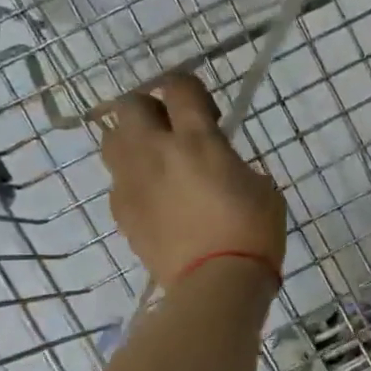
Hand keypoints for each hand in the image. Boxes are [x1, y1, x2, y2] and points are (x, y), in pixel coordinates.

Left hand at [101, 74, 286, 288]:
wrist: (217, 284)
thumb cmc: (252, 231)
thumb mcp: (259, 184)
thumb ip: (230, 161)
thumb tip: (216, 160)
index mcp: (197, 139)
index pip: (178, 86)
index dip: (189, 87)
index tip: (203, 108)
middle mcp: (155, 152)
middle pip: (129, 105)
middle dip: (149, 108)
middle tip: (172, 129)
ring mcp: (133, 182)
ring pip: (111, 139)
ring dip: (131, 140)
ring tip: (156, 160)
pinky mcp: (121, 212)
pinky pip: (118, 182)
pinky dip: (133, 181)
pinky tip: (155, 198)